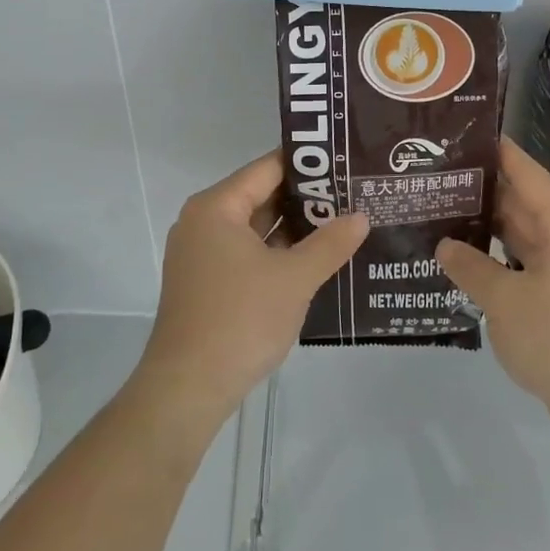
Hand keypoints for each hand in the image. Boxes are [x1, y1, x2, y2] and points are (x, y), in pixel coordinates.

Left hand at [133, 153, 368, 428]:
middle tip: (354, 193)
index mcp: (217, 207)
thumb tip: (361, 216)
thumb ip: (330, 243)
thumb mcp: (294, 278)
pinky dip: (277, 252)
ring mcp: (202, 254)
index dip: (309, 164)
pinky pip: (247, 252)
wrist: (188, 388)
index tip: (345, 161)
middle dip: (306, 198)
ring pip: (256, 227)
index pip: (268, 168)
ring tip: (343, 222)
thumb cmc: (240, 320)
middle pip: (261, 195)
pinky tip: (314, 259)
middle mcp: (203, 222)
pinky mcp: (206, 282)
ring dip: (294, 228)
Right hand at [436, 138, 549, 427]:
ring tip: (451, 212)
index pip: (527, 175)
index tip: (470, 134)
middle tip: (446, 175)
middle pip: (526, 204)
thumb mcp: (504, 301)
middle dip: (488, 191)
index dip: (500, 153)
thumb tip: (446, 245)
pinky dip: (503, 259)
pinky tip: (474, 261)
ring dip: (493, 228)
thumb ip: (472, 268)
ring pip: (527, 237)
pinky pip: (530, 264)